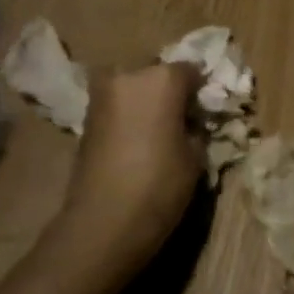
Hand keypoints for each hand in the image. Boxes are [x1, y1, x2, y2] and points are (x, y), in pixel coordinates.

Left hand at [56, 62, 204, 287]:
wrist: (103, 222)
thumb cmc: (160, 184)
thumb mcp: (195, 156)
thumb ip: (195, 128)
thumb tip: (191, 123)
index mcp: (162, 78)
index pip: (191, 70)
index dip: (201, 90)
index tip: (207, 110)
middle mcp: (129, 76)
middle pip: (157, 73)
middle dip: (170, 91)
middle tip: (183, 118)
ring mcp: (102, 96)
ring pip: (134, 88)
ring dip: (147, 102)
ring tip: (160, 131)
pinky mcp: (86, 118)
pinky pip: (118, 106)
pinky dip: (129, 116)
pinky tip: (139, 141)